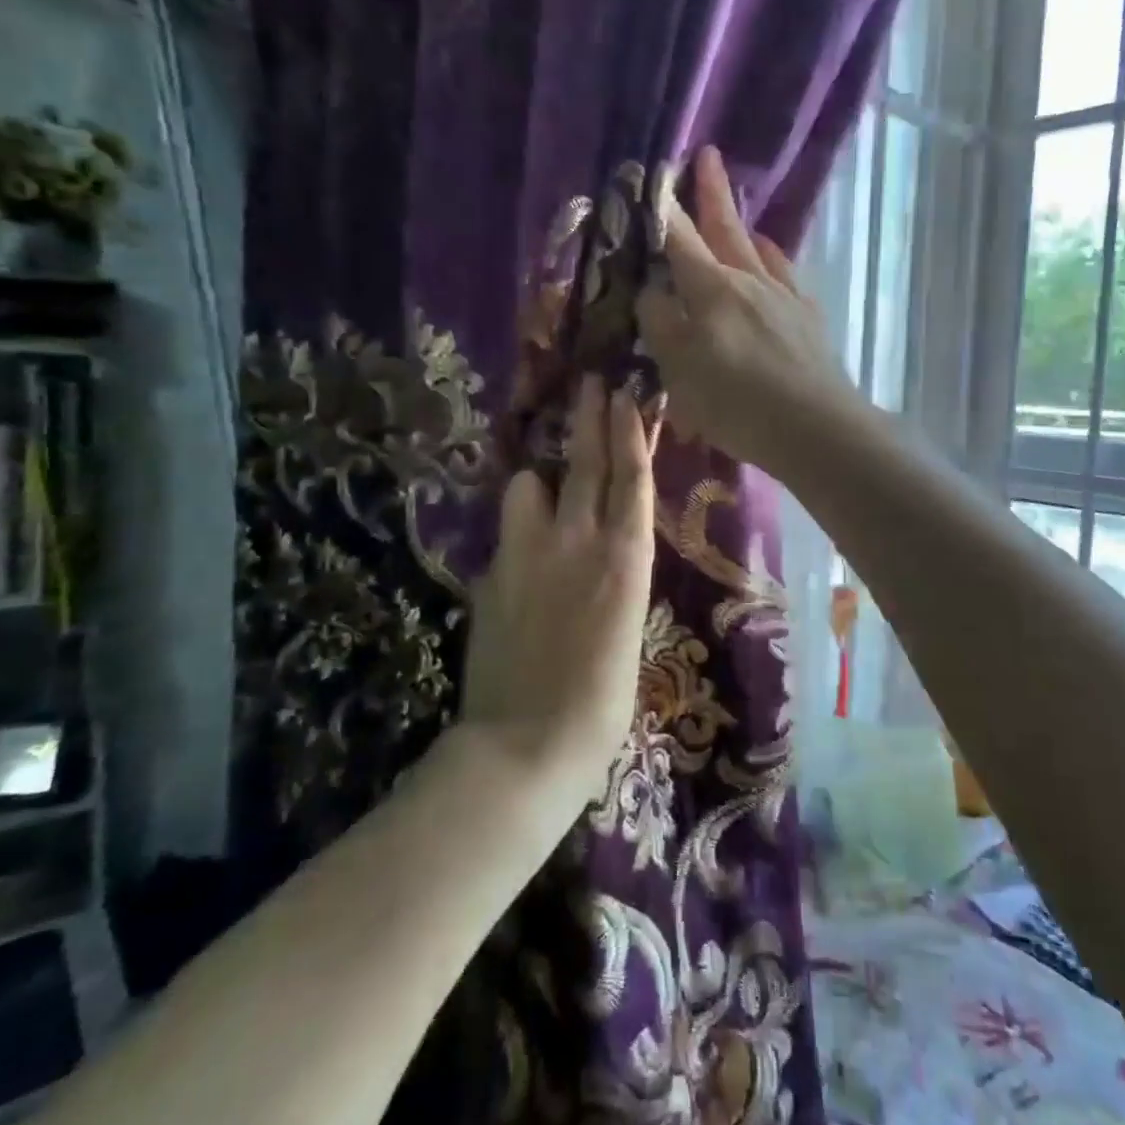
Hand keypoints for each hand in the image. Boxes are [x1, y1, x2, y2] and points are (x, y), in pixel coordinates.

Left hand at [460, 376, 656, 792]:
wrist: (530, 741)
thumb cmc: (603, 701)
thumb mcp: (629, 628)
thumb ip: (615, 578)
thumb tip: (601, 554)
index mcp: (627, 557)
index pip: (631, 477)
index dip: (629, 432)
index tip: (627, 395)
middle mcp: (579, 540)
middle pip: (584, 463)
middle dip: (588, 417)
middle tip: (590, 383)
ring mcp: (529, 552)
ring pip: (529, 486)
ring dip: (539, 480)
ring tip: (542, 489)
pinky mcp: (493, 573)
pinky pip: (508, 532)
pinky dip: (518, 528)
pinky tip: (521, 549)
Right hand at [636, 145, 860, 472]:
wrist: (815, 427)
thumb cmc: (736, 403)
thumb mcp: (679, 370)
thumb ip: (660, 324)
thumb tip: (651, 288)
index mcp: (711, 289)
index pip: (679, 238)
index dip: (663, 208)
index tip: (654, 176)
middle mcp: (749, 279)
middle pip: (725, 228)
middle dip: (711, 192)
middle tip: (706, 155)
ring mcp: (784, 296)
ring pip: (759, 249)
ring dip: (743, 226)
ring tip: (737, 211)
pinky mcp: (809, 318)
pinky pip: (786, 274)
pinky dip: (773, 260)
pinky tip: (771, 263)